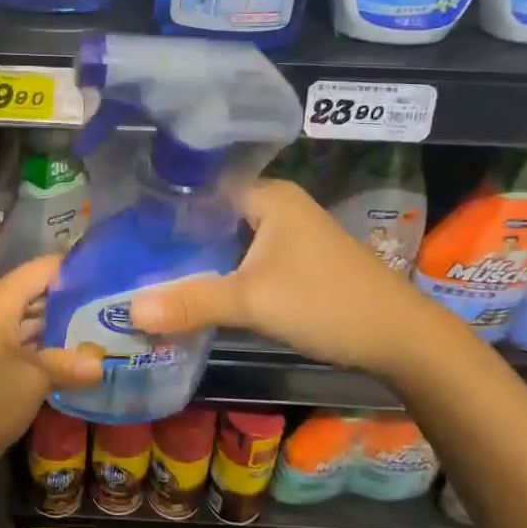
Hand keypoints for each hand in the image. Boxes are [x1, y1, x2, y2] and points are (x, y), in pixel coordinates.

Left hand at [0, 254, 100, 486]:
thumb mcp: (33, 382)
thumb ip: (68, 364)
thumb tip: (101, 363)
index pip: (45, 268)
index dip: (78, 271)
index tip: (114, 279)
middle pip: (36, 291)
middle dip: (74, 302)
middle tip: (114, 312)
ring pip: (27, 318)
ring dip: (59, 328)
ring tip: (102, 334)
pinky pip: (16, 340)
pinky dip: (41, 346)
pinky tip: (71, 361)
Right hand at [129, 179, 425, 375]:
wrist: (402, 339)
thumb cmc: (327, 303)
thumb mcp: (253, 302)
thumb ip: (191, 303)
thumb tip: (129, 311)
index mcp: (268, 196)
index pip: (202, 188)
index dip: (164, 205)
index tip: (125, 225)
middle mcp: (278, 206)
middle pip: (213, 215)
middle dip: (175, 236)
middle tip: (128, 254)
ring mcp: (290, 234)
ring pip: (229, 240)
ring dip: (198, 257)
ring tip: (148, 271)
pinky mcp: (296, 261)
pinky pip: (245, 258)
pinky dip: (221, 272)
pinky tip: (193, 290)